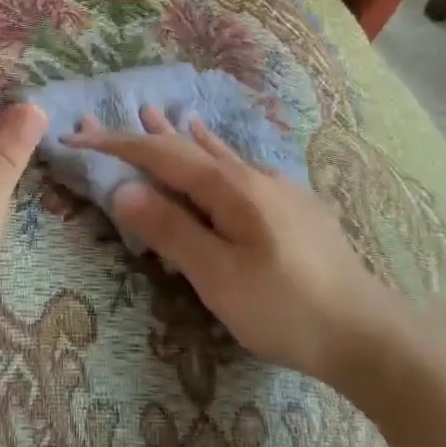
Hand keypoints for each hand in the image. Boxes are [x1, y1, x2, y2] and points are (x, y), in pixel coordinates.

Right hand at [66, 105, 414, 384]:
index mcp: (231, 187)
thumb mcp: (219, 277)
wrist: (369, 334)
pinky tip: (218, 148)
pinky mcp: (292, 206)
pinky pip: (239, 168)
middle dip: (142, 135)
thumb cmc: (286, 309)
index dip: (117, 144)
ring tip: (156, 112)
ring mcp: (276, 188)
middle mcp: (252, 175)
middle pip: (186, 147)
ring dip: (179, 136)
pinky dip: (214, 153)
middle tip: (103, 121)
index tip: (77, 136)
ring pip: (216, 153)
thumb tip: (124, 189)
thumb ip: (171, 230)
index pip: (161, 155)